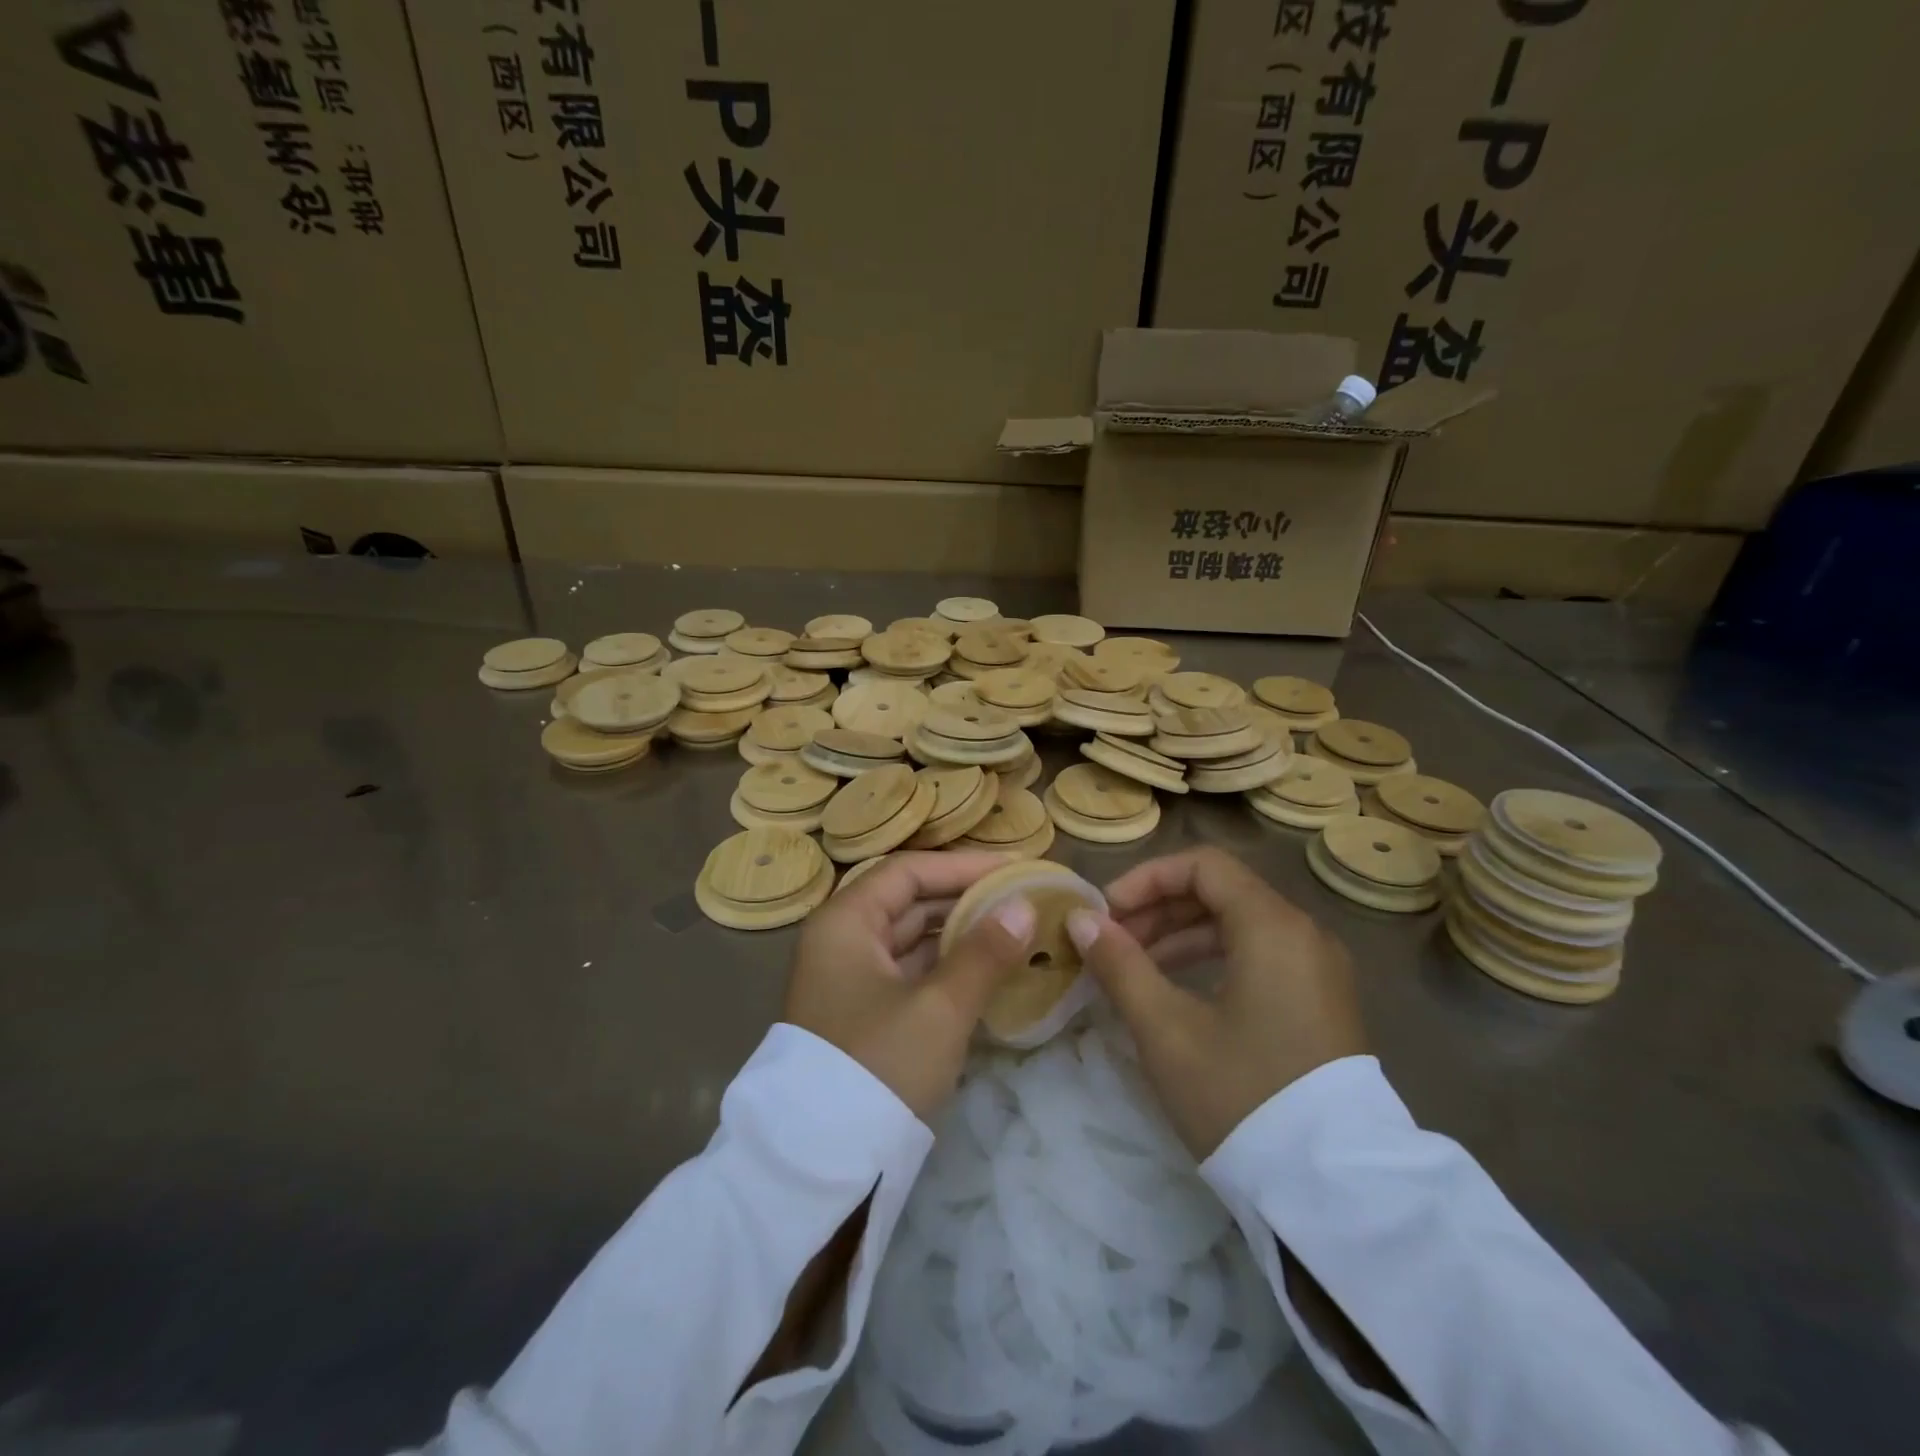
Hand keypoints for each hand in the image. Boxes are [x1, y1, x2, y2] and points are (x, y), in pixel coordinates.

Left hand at [785, 851, 1033, 1120]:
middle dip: (967, 899)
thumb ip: (985, 952)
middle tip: (1023, 899)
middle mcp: (841, 940)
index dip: (963, 866)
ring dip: (961, 935)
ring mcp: (849, 979)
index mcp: (845, 921)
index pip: (909, 872)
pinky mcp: (862, 1013)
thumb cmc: (879, 1065)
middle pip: (910, 902)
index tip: (1015, 869)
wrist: (822, 1162)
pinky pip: (910, 973)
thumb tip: (1025, 906)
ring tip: (1016, 931)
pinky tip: (989, 971)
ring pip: (912, 940)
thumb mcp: (939, 1008)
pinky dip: (947, 968)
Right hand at [1066, 846, 1367, 1158]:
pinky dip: (1211, 959)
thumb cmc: (1241, 1096)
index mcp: (1273, 927)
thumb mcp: (1166, 1030)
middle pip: (1220, 892)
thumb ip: (1120, 965)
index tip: (1106, 912)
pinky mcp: (1320, 1003)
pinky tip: (1175, 990)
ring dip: (1180, 935)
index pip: (1203, 866)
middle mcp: (1304, 934)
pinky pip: (1258, 956)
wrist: (1333, 1193)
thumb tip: (1080, 920)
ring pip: (1238, 925)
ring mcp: (1318, 970)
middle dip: (1158, 908)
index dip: (1147, 878)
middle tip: (1111, 941)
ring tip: (1132, 966)